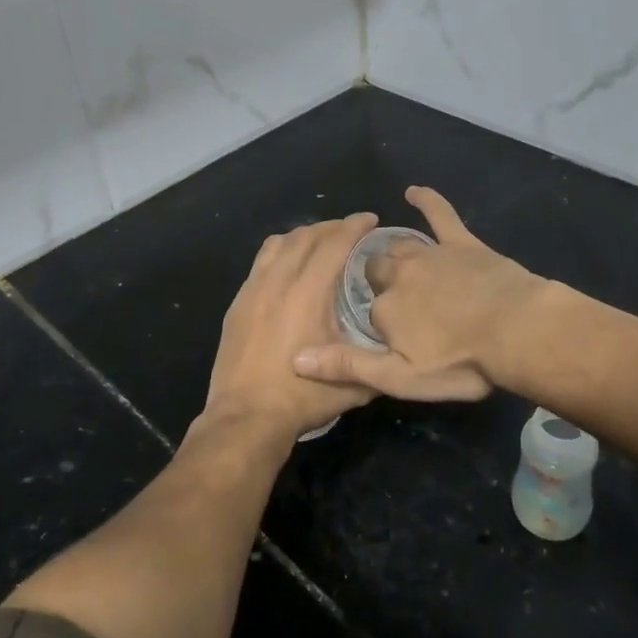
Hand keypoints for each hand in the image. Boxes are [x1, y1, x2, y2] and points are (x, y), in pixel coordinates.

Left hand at [201, 212, 381, 442]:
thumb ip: (378, 362)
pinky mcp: (238, 303)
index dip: (354, 226)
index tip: (371, 219)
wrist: (245, 418)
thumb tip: (398, 350)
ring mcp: (253, 290)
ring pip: (279, 244)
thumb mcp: (354, 385)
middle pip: (306, 236)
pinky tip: (288, 267)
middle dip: (331, 227)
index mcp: (308, 293)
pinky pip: (261, 262)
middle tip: (351, 231)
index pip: (334, 244)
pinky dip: (280, 252)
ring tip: (320, 242)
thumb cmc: (302, 398)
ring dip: (303, 235)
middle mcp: (279, 281)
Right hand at [291, 187, 545, 402]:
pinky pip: (439, 214)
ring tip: (394, 262)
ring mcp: (430, 255)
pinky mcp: (461, 243)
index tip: (387, 336)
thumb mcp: (400, 378)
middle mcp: (400, 275)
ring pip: (400, 246)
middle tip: (391, 297)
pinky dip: (427, 200)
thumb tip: (296, 357)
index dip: (377, 324)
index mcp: (385, 309)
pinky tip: (414, 191)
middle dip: (378, 281)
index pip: (368, 312)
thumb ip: (348, 366)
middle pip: (377, 271)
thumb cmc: (461, 362)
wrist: (517, 331)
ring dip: (394, 252)